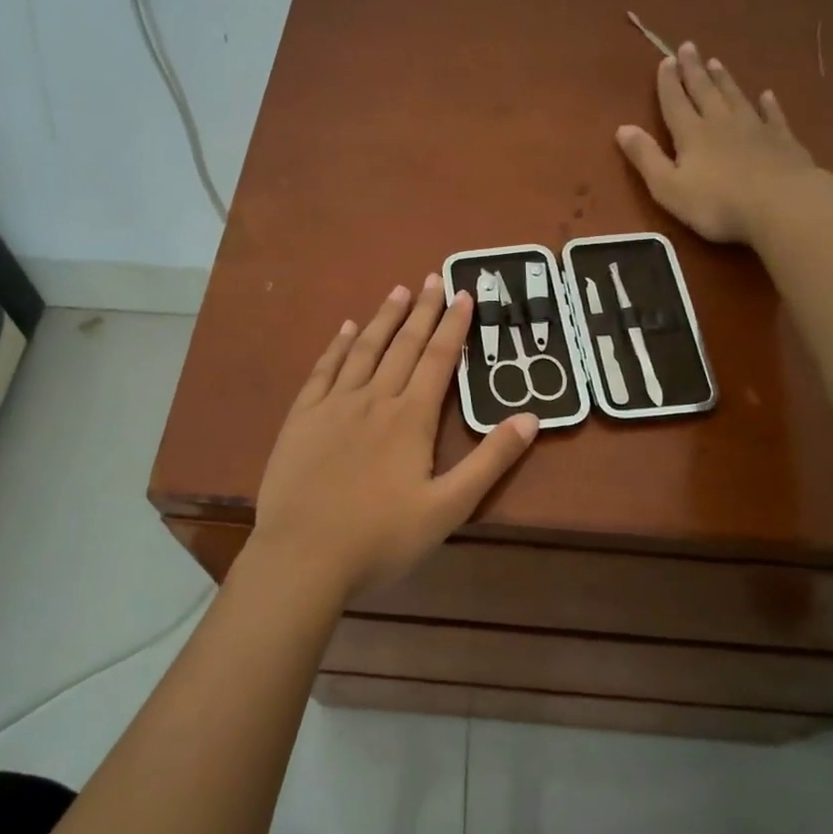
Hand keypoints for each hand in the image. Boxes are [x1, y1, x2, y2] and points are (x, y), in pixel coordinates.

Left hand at [252, 276, 538, 598]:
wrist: (303, 555)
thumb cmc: (381, 537)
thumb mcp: (448, 507)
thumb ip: (489, 461)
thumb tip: (530, 418)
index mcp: (411, 418)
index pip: (438, 360)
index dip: (453, 325)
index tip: (463, 293)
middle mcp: (374, 399)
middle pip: (403, 345)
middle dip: (423, 311)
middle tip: (434, 278)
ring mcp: (333, 405)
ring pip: (364, 350)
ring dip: (383, 319)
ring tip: (399, 292)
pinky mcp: (302, 418)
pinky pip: (323, 370)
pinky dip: (337, 346)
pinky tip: (346, 328)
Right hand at [616, 41, 826, 244]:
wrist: (781, 205)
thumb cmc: (717, 203)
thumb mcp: (668, 187)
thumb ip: (646, 157)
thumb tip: (622, 128)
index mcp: (692, 134)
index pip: (675, 102)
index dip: (668, 82)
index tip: (665, 60)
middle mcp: (721, 123)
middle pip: (705, 91)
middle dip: (694, 70)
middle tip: (689, 47)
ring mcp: (755, 128)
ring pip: (735, 97)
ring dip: (724, 80)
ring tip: (716, 62)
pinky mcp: (782, 140)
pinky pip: (772, 115)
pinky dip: (768, 104)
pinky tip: (767, 95)